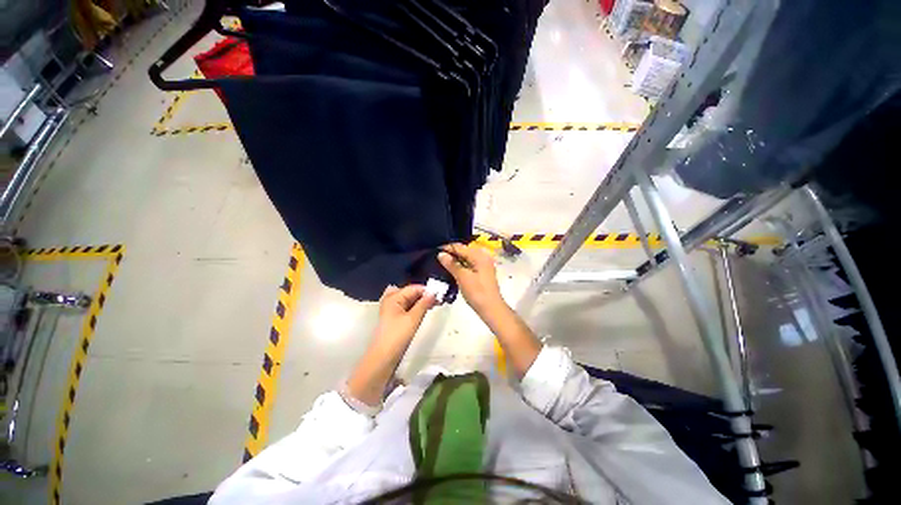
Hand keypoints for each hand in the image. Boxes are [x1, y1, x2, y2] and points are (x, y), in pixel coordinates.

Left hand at [371, 284, 435, 351]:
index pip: (413, 288)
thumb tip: (433, 293)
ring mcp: (392, 309)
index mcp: (393, 297)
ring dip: (420, 301)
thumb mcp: (413, 319)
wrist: (383, 357)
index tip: (440, 295)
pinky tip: (424, 311)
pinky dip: (416, 307)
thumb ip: (424, 304)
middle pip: (410, 292)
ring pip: (409, 300)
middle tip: (437, 300)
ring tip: (433, 305)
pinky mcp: (394, 318)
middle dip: (424, 295)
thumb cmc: (397, 336)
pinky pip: (407, 307)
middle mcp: (391, 300)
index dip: (426, 290)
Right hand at [437, 243, 503, 313]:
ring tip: (444, 262)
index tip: (435, 250)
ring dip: (456, 259)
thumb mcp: (462, 277)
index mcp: (479, 255)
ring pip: (467, 257)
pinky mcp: (484, 271)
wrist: (491, 308)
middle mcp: (484, 256)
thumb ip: (451, 264)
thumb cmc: (477, 292)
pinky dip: (462, 265)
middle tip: (438, 257)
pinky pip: (471, 263)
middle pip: (465, 250)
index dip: (447, 248)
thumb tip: (441, 254)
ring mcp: (485, 264)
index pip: (460, 247)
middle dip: (452, 253)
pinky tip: (454, 269)